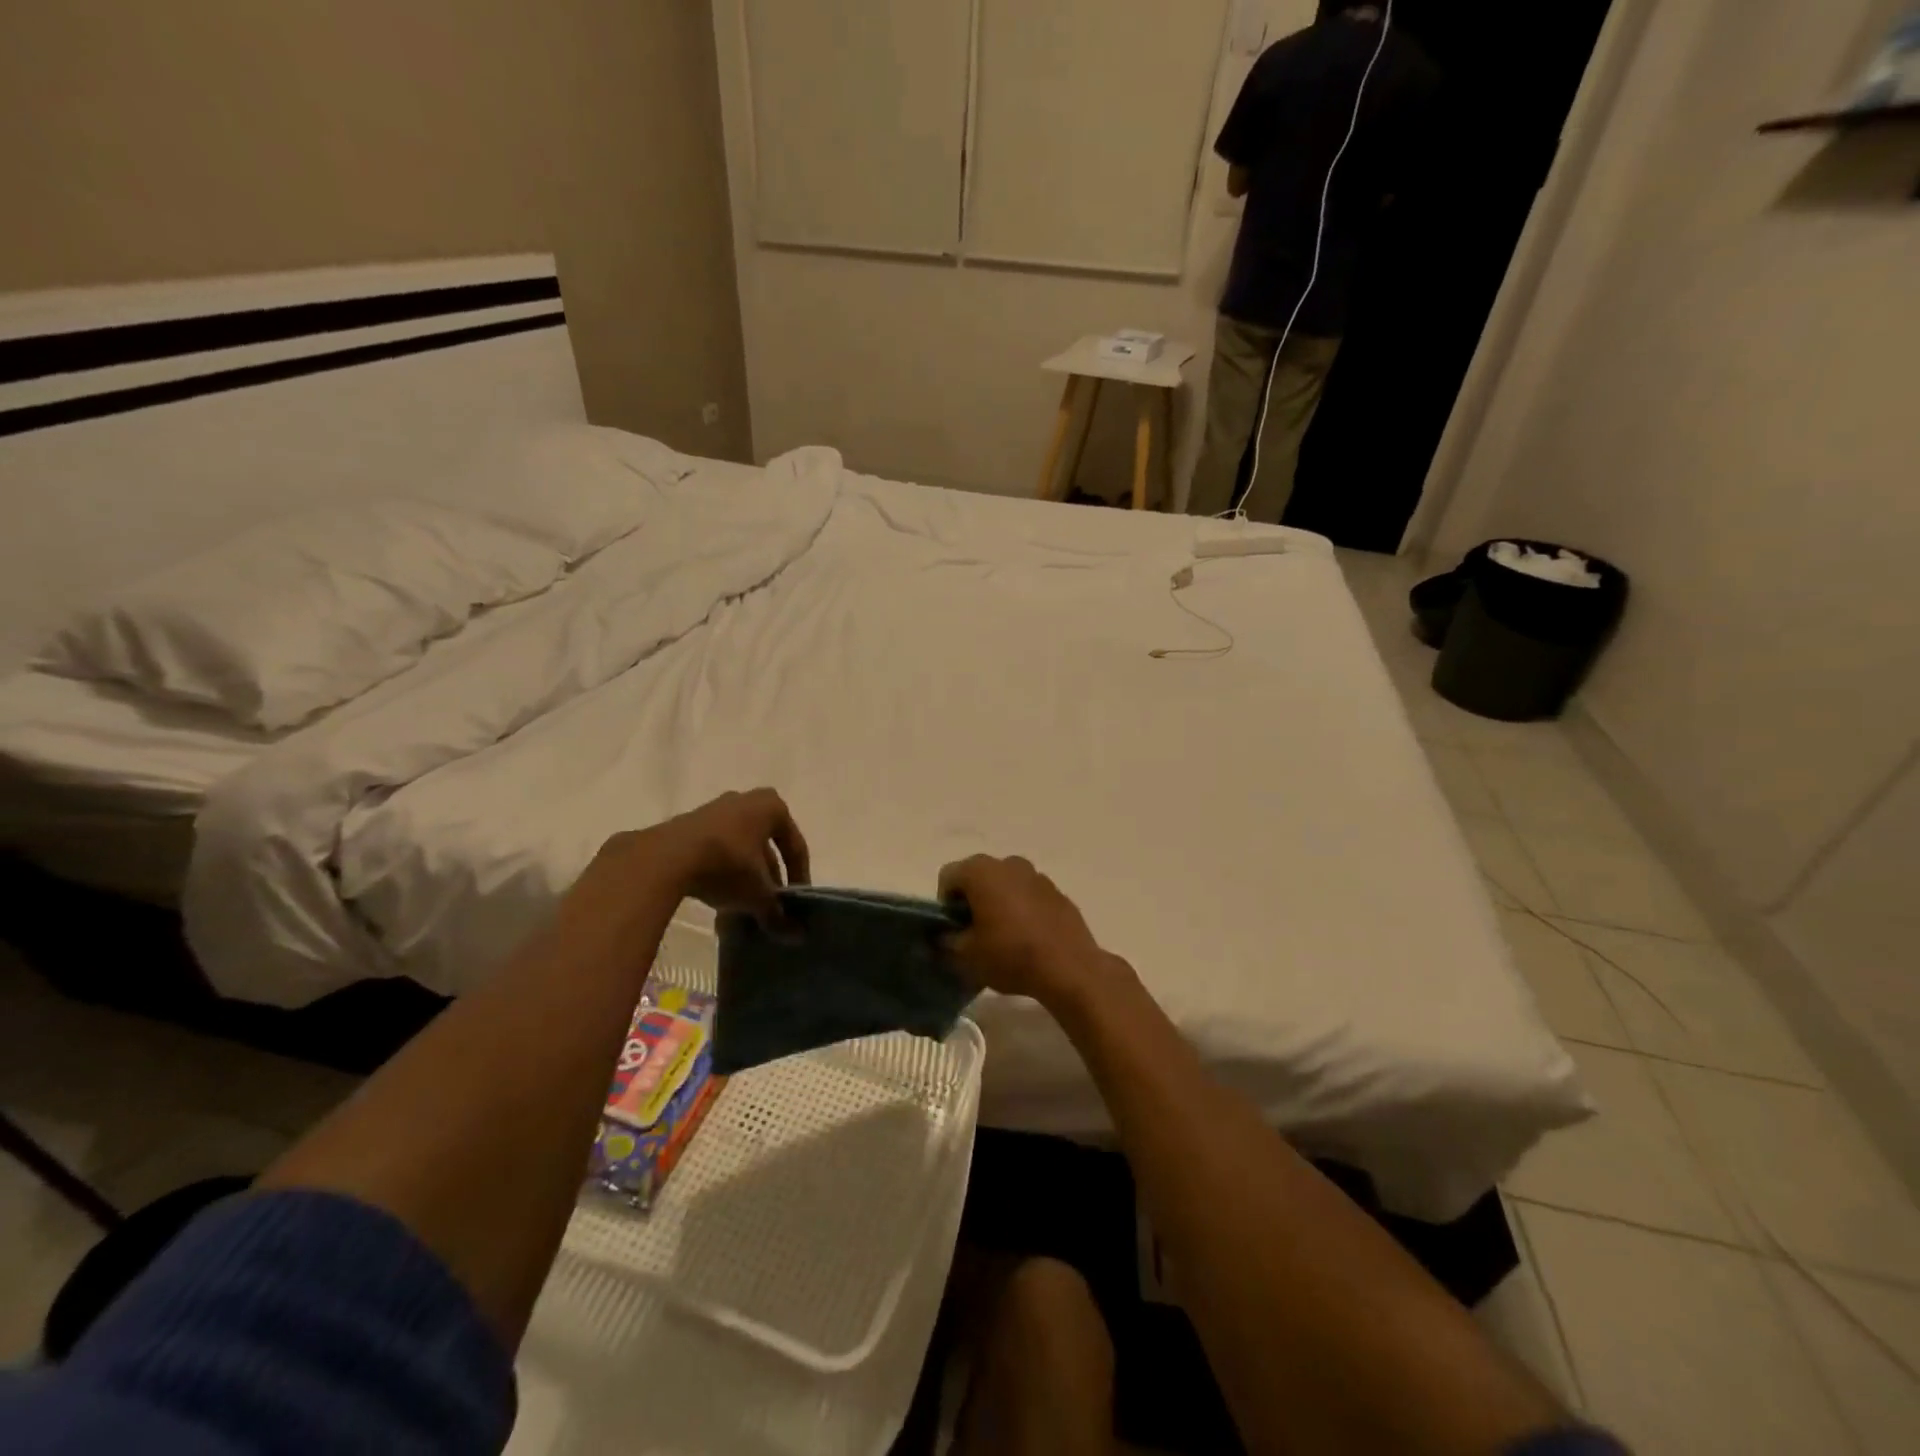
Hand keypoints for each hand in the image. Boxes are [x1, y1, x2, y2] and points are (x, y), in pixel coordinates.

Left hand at [591, 788, 810, 919]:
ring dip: (745, 876)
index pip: (795, 845)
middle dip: (769, 877)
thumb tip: (796, 936)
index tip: (797, 901)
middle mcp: (744, 801)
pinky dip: (722, 873)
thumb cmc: (726, 864)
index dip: (799, 876)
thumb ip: (777, 913)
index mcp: (771, 807)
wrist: (664, 858)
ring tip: (744, 906)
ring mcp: (713, 811)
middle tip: (771, 904)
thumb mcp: (757, 893)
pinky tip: (718, 899)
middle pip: (766, 846)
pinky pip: (715, 851)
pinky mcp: (687, 826)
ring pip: (740, 849)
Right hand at [937, 855, 1116, 1010]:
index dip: (945, 904)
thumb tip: (941, 936)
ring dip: (997, 903)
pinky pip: (1028, 895)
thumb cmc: (1010, 955)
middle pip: (977, 877)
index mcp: (982, 871)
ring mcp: (1037, 875)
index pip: (948, 877)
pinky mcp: (1057, 892)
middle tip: (974, 934)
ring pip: (1005, 884)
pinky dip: (1022, 909)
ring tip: (1002, 936)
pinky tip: (1027, 937)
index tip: (954, 930)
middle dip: (971, 901)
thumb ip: (945, 941)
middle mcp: (1009, 863)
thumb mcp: (965, 956)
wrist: (1069, 967)